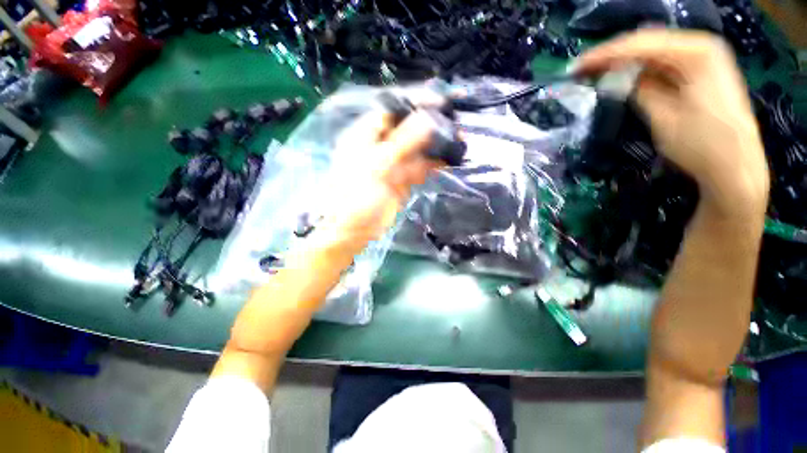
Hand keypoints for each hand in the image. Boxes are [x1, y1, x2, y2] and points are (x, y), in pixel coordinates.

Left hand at [316, 109, 442, 246]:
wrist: (353, 230)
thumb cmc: (356, 196)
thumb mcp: (377, 166)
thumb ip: (403, 142)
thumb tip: (429, 118)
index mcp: (366, 134)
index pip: (393, 110)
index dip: (416, 103)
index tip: (441, 101)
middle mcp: (380, 145)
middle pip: (408, 128)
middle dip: (431, 125)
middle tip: (455, 122)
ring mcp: (393, 163)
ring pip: (417, 148)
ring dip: (436, 145)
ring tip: (459, 140)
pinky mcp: (402, 180)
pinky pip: (420, 167)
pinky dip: (434, 163)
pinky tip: (450, 159)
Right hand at [574, 29, 768, 215]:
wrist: (735, 167)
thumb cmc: (702, 144)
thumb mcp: (664, 117)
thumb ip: (639, 90)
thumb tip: (612, 78)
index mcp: (697, 52)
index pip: (641, 44)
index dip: (605, 54)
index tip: (576, 68)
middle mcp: (701, 46)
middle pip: (647, 43)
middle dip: (613, 55)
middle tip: (582, 69)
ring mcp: (703, 58)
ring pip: (653, 52)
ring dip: (624, 62)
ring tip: (595, 73)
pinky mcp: (700, 73)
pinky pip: (662, 64)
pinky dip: (640, 71)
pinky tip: (621, 77)